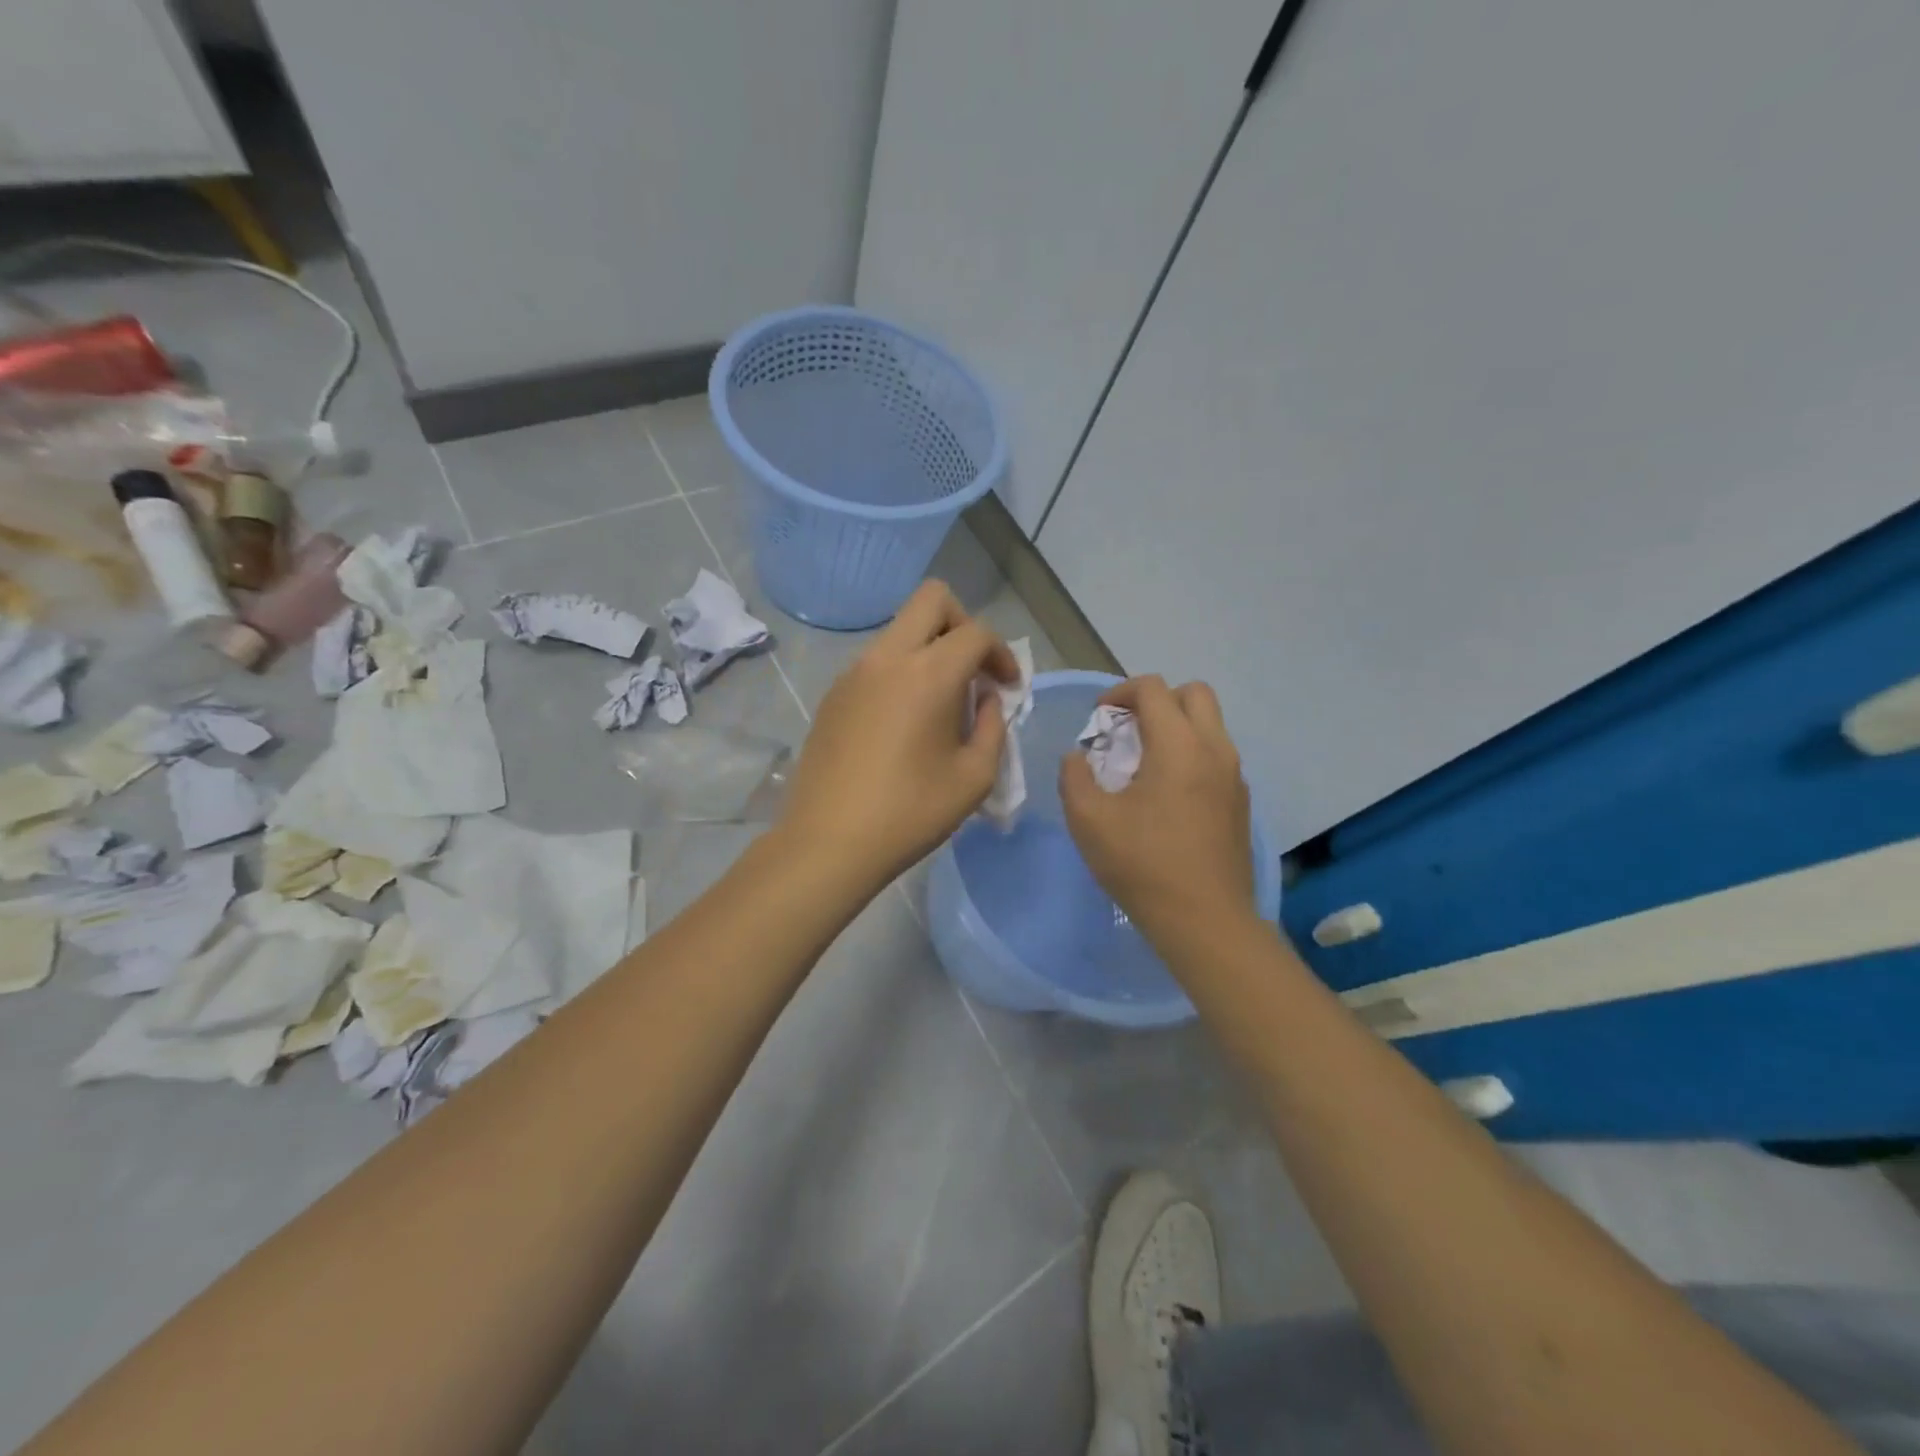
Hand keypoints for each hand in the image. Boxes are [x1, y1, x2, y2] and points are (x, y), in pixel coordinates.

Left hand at [777, 580, 1017, 891]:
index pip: (976, 632)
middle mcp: (887, 658)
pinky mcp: (833, 695)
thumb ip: (994, 726)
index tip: (1007, 688)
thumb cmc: (911, 813)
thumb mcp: (975, 777)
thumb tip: (986, 698)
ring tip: (940, 705)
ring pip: (900, 630)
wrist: (828, 842)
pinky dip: (900, 673)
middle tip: (972, 670)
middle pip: (931, 599)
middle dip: (963, 623)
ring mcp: (853, 673)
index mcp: (928, 674)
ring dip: (929, 650)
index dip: (1002, 654)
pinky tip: (902, 724)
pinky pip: (876, 662)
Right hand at [1059, 675, 1256, 945]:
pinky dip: (1191, 754)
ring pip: (1210, 725)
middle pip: (1194, 693)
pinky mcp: (1241, 802)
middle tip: (1127, 730)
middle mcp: (1214, 749)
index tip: (1098, 718)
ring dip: (1176, 727)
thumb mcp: (1088, 820)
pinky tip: (1167, 795)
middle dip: (1157, 700)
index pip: (1152, 688)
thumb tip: (1078, 757)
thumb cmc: (1143, 865)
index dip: (1119, 693)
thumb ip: (1074, 777)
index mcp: (1178, 745)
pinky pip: (1217, 756)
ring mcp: (1234, 776)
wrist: (1205, 921)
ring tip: (1144, 763)